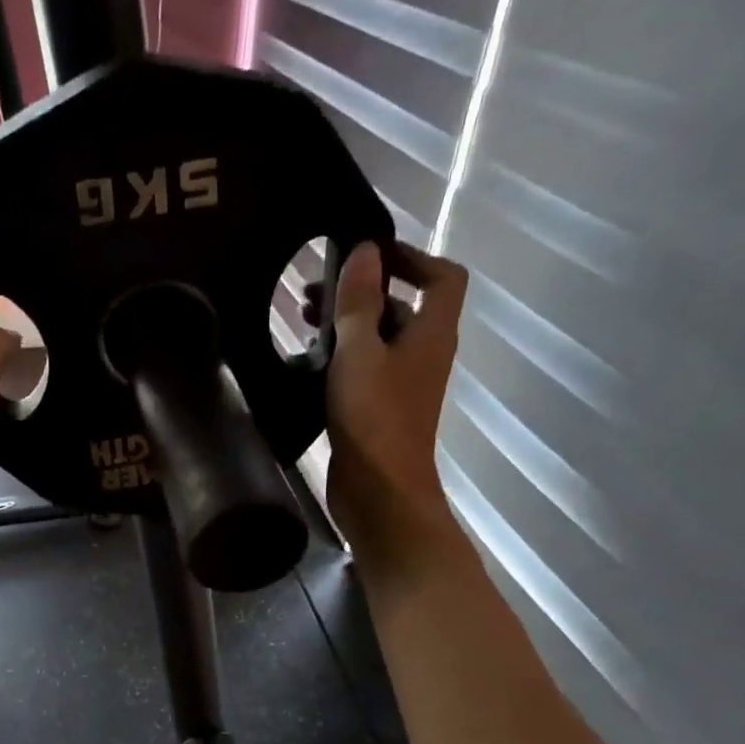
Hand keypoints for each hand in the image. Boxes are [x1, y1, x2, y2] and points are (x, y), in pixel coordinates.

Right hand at [314, 239, 470, 572]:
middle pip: (401, 307)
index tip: (367, 256)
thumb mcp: (360, 352)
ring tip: (301, 322)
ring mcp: (401, 385)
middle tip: (313, 291)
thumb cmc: (374, 418)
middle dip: (361, 293)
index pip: (442, 276)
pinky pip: (363, 370)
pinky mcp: (378, 410)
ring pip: (377, 340)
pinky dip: (339, 358)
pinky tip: (305, 362)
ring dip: (345, 326)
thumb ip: (360, 302)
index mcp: (431, 333)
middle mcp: (423, 354)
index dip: (411, 257)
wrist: (379, 493)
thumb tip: (365, 250)